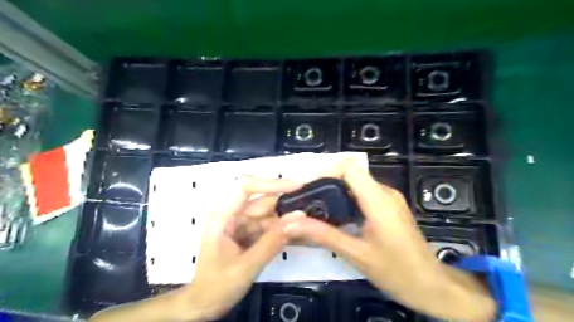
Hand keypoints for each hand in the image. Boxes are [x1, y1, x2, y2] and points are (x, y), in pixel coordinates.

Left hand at [183, 177, 303, 320]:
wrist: (204, 306)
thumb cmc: (217, 286)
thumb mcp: (247, 265)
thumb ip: (273, 241)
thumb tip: (299, 216)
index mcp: (222, 216)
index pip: (246, 188)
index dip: (271, 183)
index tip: (297, 185)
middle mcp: (232, 215)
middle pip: (262, 202)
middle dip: (285, 206)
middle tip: (311, 210)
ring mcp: (240, 224)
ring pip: (268, 215)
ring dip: (286, 220)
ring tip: (308, 224)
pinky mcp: (247, 234)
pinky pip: (267, 227)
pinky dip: (281, 231)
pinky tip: (296, 234)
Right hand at [281, 159, 494, 321]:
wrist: (431, 286)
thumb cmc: (396, 272)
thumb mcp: (356, 254)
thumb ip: (323, 235)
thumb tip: (290, 224)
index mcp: (378, 200)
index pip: (350, 168)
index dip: (326, 172)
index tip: (309, 189)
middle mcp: (385, 192)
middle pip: (352, 173)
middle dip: (327, 182)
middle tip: (307, 201)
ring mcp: (390, 198)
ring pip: (358, 182)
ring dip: (336, 191)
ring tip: (317, 208)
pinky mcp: (390, 206)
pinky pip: (365, 193)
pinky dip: (347, 198)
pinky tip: (337, 215)